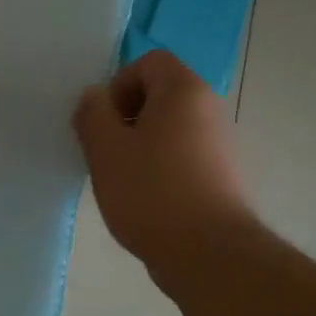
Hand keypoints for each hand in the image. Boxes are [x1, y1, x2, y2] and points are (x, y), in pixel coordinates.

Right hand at [73, 50, 252, 273]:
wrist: (208, 253)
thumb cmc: (151, 192)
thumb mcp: (106, 150)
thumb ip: (93, 114)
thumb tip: (94, 97)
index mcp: (184, 91)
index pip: (149, 62)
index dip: (118, 84)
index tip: (103, 122)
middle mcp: (210, 108)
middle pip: (160, 94)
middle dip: (126, 117)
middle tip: (106, 151)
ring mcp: (221, 143)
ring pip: (170, 128)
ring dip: (141, 144)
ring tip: (124, 179)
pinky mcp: (223, 175)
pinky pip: (184, 155)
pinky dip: (161, 167)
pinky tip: (147, 199)